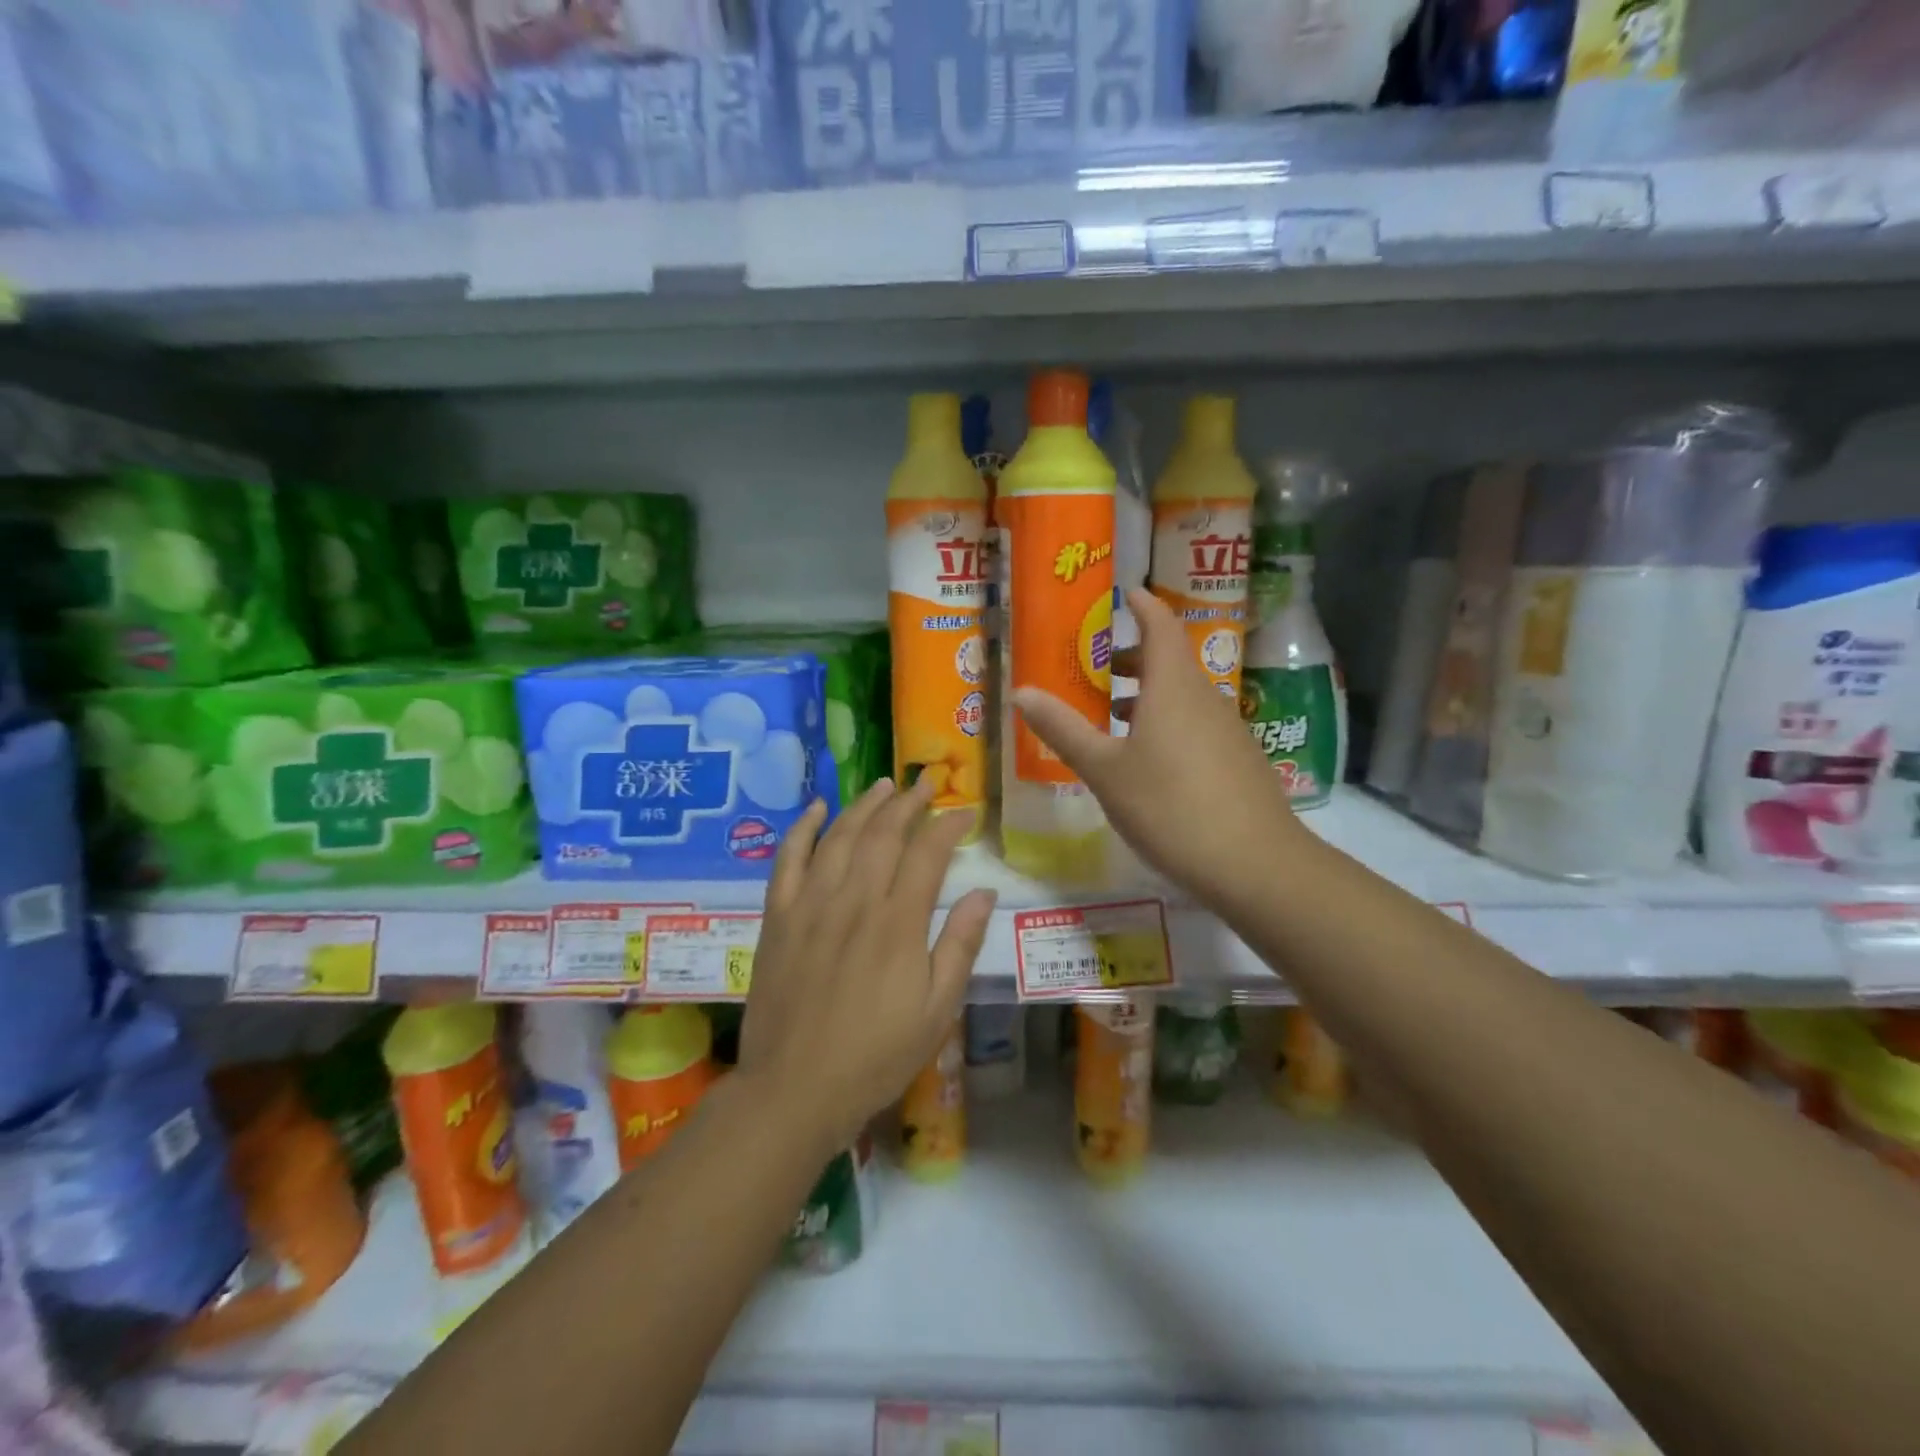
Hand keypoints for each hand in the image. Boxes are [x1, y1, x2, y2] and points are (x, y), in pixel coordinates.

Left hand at [738, 777, 995, 1151]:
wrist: (794, 1089)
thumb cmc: (875, 1056)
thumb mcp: (936, 1010)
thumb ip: (960, 945)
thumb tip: (984, 892)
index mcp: (898, 922)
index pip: (928, 853)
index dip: (948, 825)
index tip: (965, 811)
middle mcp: (855, 900)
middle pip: (884, 833)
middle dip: (908, 802)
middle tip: (925, 784)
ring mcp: (811, 904)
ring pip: (840, 836)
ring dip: (864, 805)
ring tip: (883, 785)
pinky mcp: (778, 917)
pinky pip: (788, 860)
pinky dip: (803, 829)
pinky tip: (816, 808)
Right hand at [1014, 588, 1298, 906]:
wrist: (1254, 864)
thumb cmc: (1170, 806)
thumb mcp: (1104, 770)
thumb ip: (1064, 729)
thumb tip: (1022, 691)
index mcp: (1173, 686)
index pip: (1160, 625)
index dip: (1142, 605)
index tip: (1123, 594)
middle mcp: (1205, 698)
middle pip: (1171, 660)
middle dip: (1134, 657)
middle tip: (1099, 667)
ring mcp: (1228, 730)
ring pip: (1183, 696)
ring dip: (1149, 695)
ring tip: (1113, 715)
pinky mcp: (1239, 761)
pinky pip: (1197, 724)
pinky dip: (1168, 722)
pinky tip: (1149, 761)